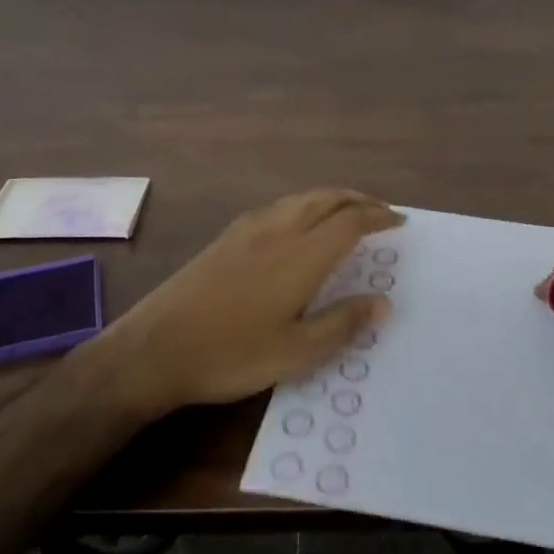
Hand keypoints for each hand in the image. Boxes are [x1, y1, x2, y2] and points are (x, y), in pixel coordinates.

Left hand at [98, 189, 402, 419]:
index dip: (378, 217)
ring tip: (345, 212)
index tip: (399, 222)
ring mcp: (247, 230)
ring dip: (330, 198)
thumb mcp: (295, 352)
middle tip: (380, 211)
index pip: (350, 222)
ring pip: (299, 199)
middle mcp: (277, 231)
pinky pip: (277, 207)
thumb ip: (342, 323)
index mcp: (300, 256)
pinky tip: (298, 225)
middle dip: (357, 199)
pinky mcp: (225, 238)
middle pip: (326, 199)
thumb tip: (383, 301)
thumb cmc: (231, 354)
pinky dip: (303, 205)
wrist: (154, 348)